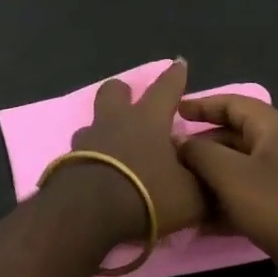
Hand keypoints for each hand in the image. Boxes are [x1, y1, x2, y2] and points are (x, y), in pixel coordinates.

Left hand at [59, 60, 207, 239]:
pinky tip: (99, 177)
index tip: (178, 63)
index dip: (175, 76)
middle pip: (113, 92)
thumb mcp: (190, 196)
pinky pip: (80, 154)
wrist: (89, 213)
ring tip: (114, 151)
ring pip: (92, 124)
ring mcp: (86, 140)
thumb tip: (211, 174)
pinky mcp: (67, 162)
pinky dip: (90, 160)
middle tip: (131, 103)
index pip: (166, 88)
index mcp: (148, 119)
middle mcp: (115, 121)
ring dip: (103, 132)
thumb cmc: (146, 194)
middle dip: (122, 92)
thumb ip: (202, 183)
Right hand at [177, 95, 277, 272]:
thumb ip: (200, 152)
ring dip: (210, 176)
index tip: (172, 111)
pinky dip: (226, 201)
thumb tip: (178, 139)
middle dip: (201, 145)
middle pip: (233, 135)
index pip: (231, 103)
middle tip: (169, 156)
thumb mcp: (231, 175)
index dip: (201, 105)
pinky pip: (248, 193)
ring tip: (179, 188)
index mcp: (272, 126)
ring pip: (238, 166)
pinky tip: (202, 220)